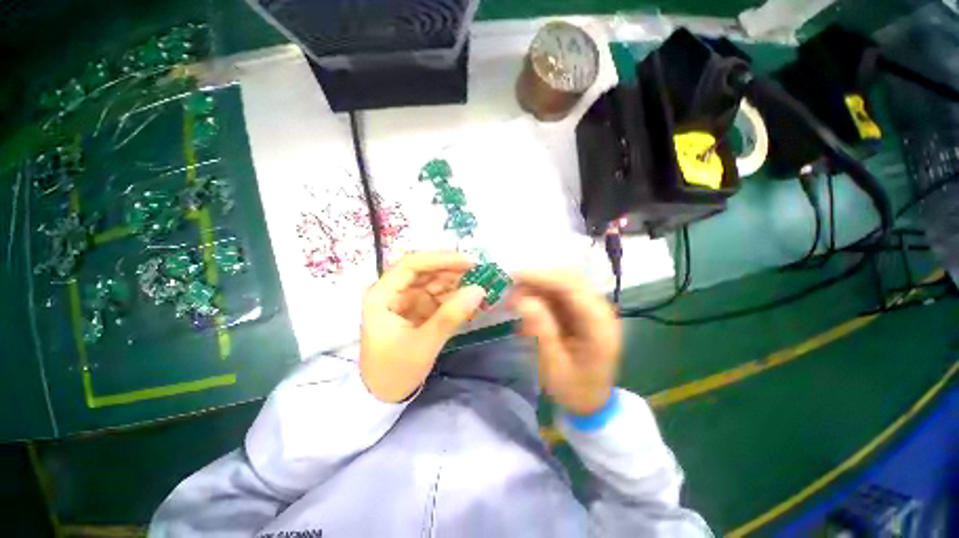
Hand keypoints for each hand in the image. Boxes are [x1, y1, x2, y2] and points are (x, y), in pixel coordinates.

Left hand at [360, 252, 486, 402]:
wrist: (384, 397)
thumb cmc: (395, 371)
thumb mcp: (424, 344)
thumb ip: (451, 316)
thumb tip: (479, 290)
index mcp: (382, 295)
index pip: (411, 265)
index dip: (441, 259)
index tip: (469, 262)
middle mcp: (393, 292)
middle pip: (425, 271)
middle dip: (452, 270)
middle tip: (480, 273)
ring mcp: (406, 300)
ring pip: (434, 283)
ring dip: (457, 283)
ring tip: (480, 286)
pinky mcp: (417, 310)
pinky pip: (438, 297)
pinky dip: (455, 297)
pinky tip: (471, 300)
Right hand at [510, 271, 621, 415]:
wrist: (593, 401)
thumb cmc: (574, 389)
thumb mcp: (554, 366)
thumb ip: (541, 331)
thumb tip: (522, 300)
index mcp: (600, 325)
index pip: (572, 287)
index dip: (543, 277)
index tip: (514, 277)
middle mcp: (600, 309)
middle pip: (570, 278)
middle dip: (538, 279)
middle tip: (511, 288)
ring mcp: (592, 307)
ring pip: (563, 282)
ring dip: (538, 285)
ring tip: (515, 298)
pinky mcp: (581, 309)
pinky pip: (559, 292)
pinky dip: (540, 294)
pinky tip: (526, 304)